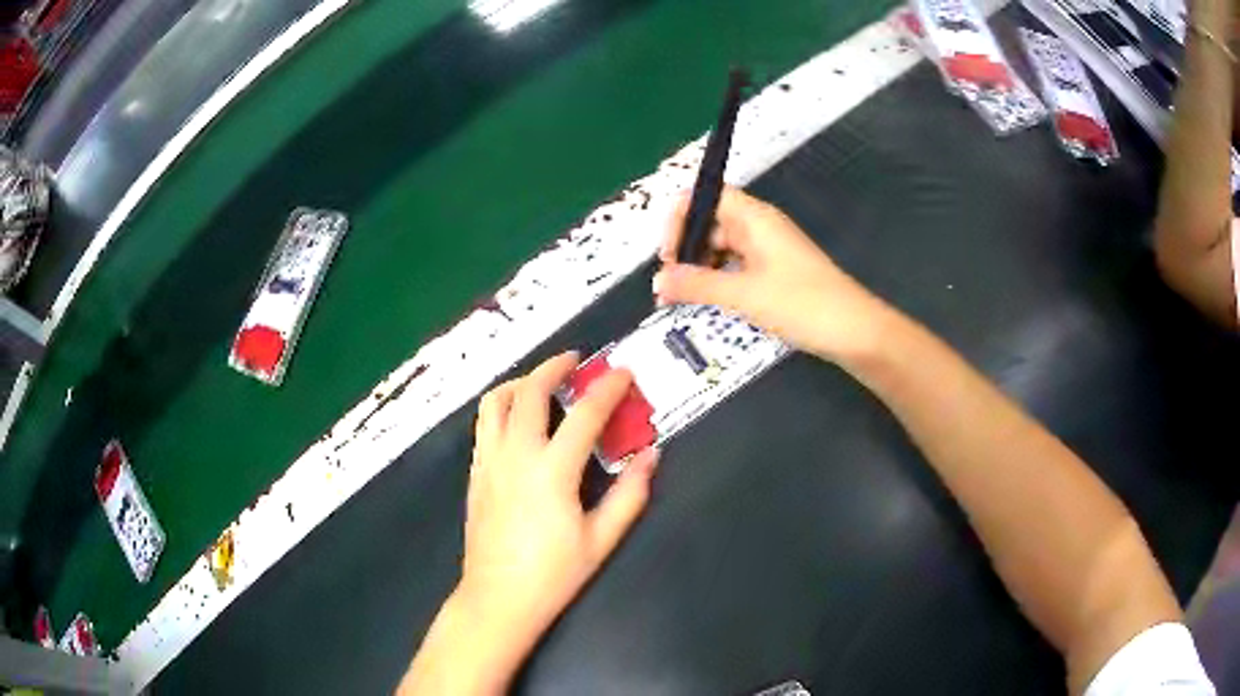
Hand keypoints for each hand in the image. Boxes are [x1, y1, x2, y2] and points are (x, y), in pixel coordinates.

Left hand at [460, 352, 658, 642]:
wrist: (498, 598)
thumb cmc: (553, 574)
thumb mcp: (601, 539)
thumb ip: (630, 494)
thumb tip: (651, 455)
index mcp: (552, 471)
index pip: (584, 415)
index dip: (608, 388)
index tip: (624, 372)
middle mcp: (515, 455)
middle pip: (529, 392)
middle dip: (554, 367)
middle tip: (577, 361)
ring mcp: (489, 462)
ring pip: (495, 401)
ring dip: (520, 381)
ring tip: (542, 382)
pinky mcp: (475, 473)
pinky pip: (484, 424)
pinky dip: (502, 406)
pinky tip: (518, 419)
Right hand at [654, 187, 891, 361]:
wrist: (855, 331)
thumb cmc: (802, 303)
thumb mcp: (744, 294)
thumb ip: (697, 285)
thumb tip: (656, 281)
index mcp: (754, 217)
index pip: (705, 196)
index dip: (679, 218)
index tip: (667, 255)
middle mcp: (760, 226)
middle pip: (710, 222)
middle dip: (684, 248)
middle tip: (668, 286)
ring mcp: (769, 249)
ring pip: (722, 246)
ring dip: (699, 267)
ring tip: (682, 298)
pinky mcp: (776, 272)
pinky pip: (737, 266)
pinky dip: (718, 279)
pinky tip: (709, 302)